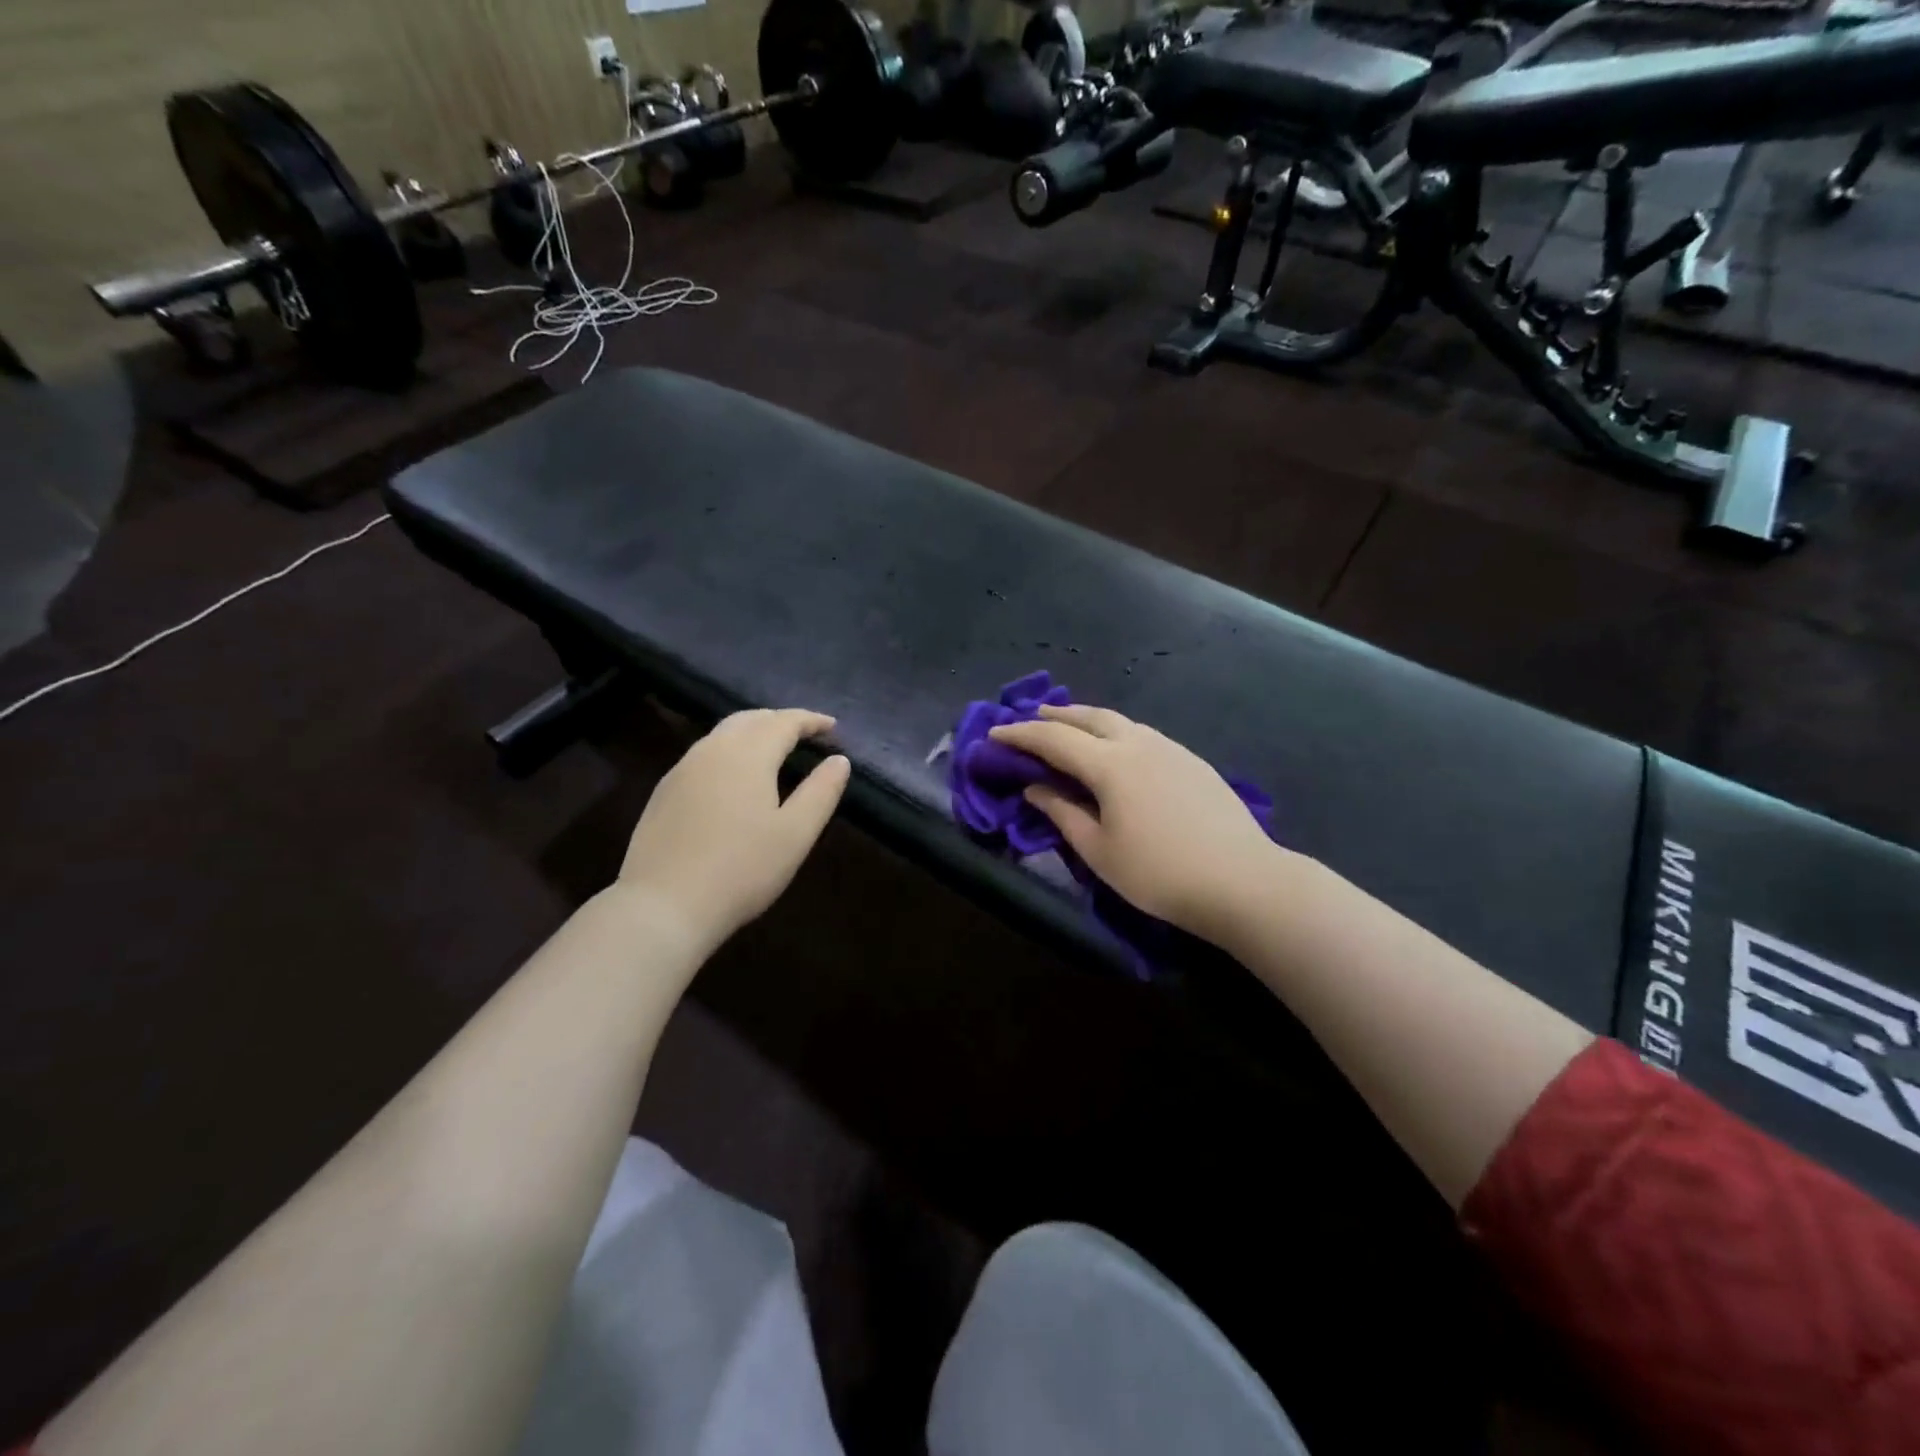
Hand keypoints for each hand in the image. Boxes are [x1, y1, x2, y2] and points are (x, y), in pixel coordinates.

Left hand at [616, 709, 850, 950]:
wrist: (663, 905)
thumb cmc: (741, 869)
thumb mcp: (796, 834)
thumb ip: (821, 792)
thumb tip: (839, 760)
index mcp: (748, 754)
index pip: (784, 722)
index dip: (812, 720)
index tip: (833, 727)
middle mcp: (712, 750)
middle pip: (750, 719)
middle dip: (781, 720)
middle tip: (806, 735)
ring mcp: (682, 769)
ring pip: (723, 734)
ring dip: (753, 733)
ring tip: (774, 751)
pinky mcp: (664, 792)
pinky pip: (704, 755)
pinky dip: (730, 752)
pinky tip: (735, 778)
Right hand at [990, 704, 1283, 943]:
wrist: (1243, 880)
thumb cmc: (1160, 873)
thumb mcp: (1099, 851)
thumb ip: (1063, 813)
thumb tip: (1034, 789)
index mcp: (1110, 764)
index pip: (1053, 739)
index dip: (1020, 735)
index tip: (994, 735)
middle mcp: (1138, 743)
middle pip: (1089, 717)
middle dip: (1055, 715)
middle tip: (1031, 717)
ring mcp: (1170, 748)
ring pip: (1120, 721)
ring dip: (1087, 719)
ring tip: (1070, 726)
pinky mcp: (1192, 760)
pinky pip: (1142, 733)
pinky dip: (1116, 732)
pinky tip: (1117, 749)